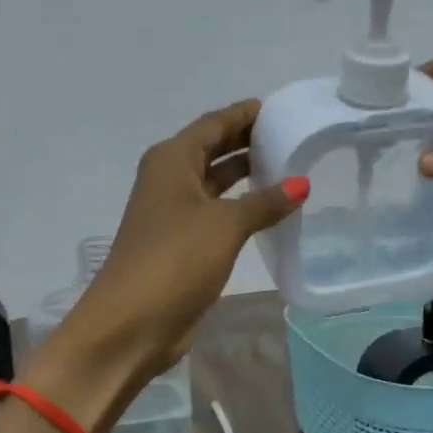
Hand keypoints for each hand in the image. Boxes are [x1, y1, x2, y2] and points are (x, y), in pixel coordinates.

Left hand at [65, 99, 305, 389]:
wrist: (132, 322)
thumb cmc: (175, 260)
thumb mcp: (224, 225)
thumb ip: (264, 202)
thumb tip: (301, 184)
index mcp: (171, 161)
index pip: (213, 124)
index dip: (244, 115)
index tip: (279, 109)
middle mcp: (169, 180)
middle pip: (212, 149)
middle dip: (247, 142)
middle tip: (290, 136)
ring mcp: (173, 214)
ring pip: (215, 183)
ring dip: (245, 176)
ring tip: (287, 167)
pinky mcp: (182, 245)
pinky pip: (216, 213)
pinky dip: (240, 208)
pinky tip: (269, 211)